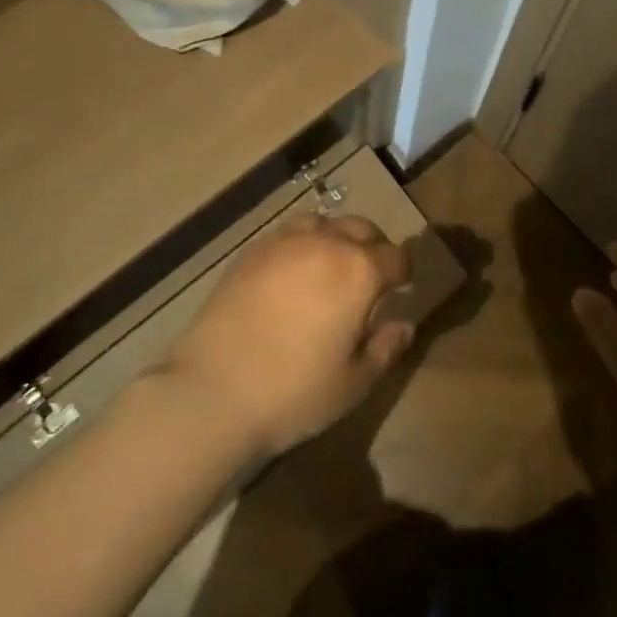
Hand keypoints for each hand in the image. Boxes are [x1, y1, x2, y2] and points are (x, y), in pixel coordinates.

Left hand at [163, 213, 413, 458]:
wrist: (212, 392)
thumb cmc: (294, 393)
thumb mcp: (353, 383)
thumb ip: (385, 348)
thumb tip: (404, 325)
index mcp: (359, 271)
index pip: (396, 257)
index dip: (404, 273)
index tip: (402, 290)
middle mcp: (325, 244)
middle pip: (361, 229)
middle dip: (373, 248)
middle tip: (369, 279)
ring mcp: (283, 243)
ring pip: (322, 223)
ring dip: (335, 239)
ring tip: (329, 268)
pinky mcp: (250, 252)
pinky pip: (287, 233)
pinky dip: (301, 244)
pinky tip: (292, 274)